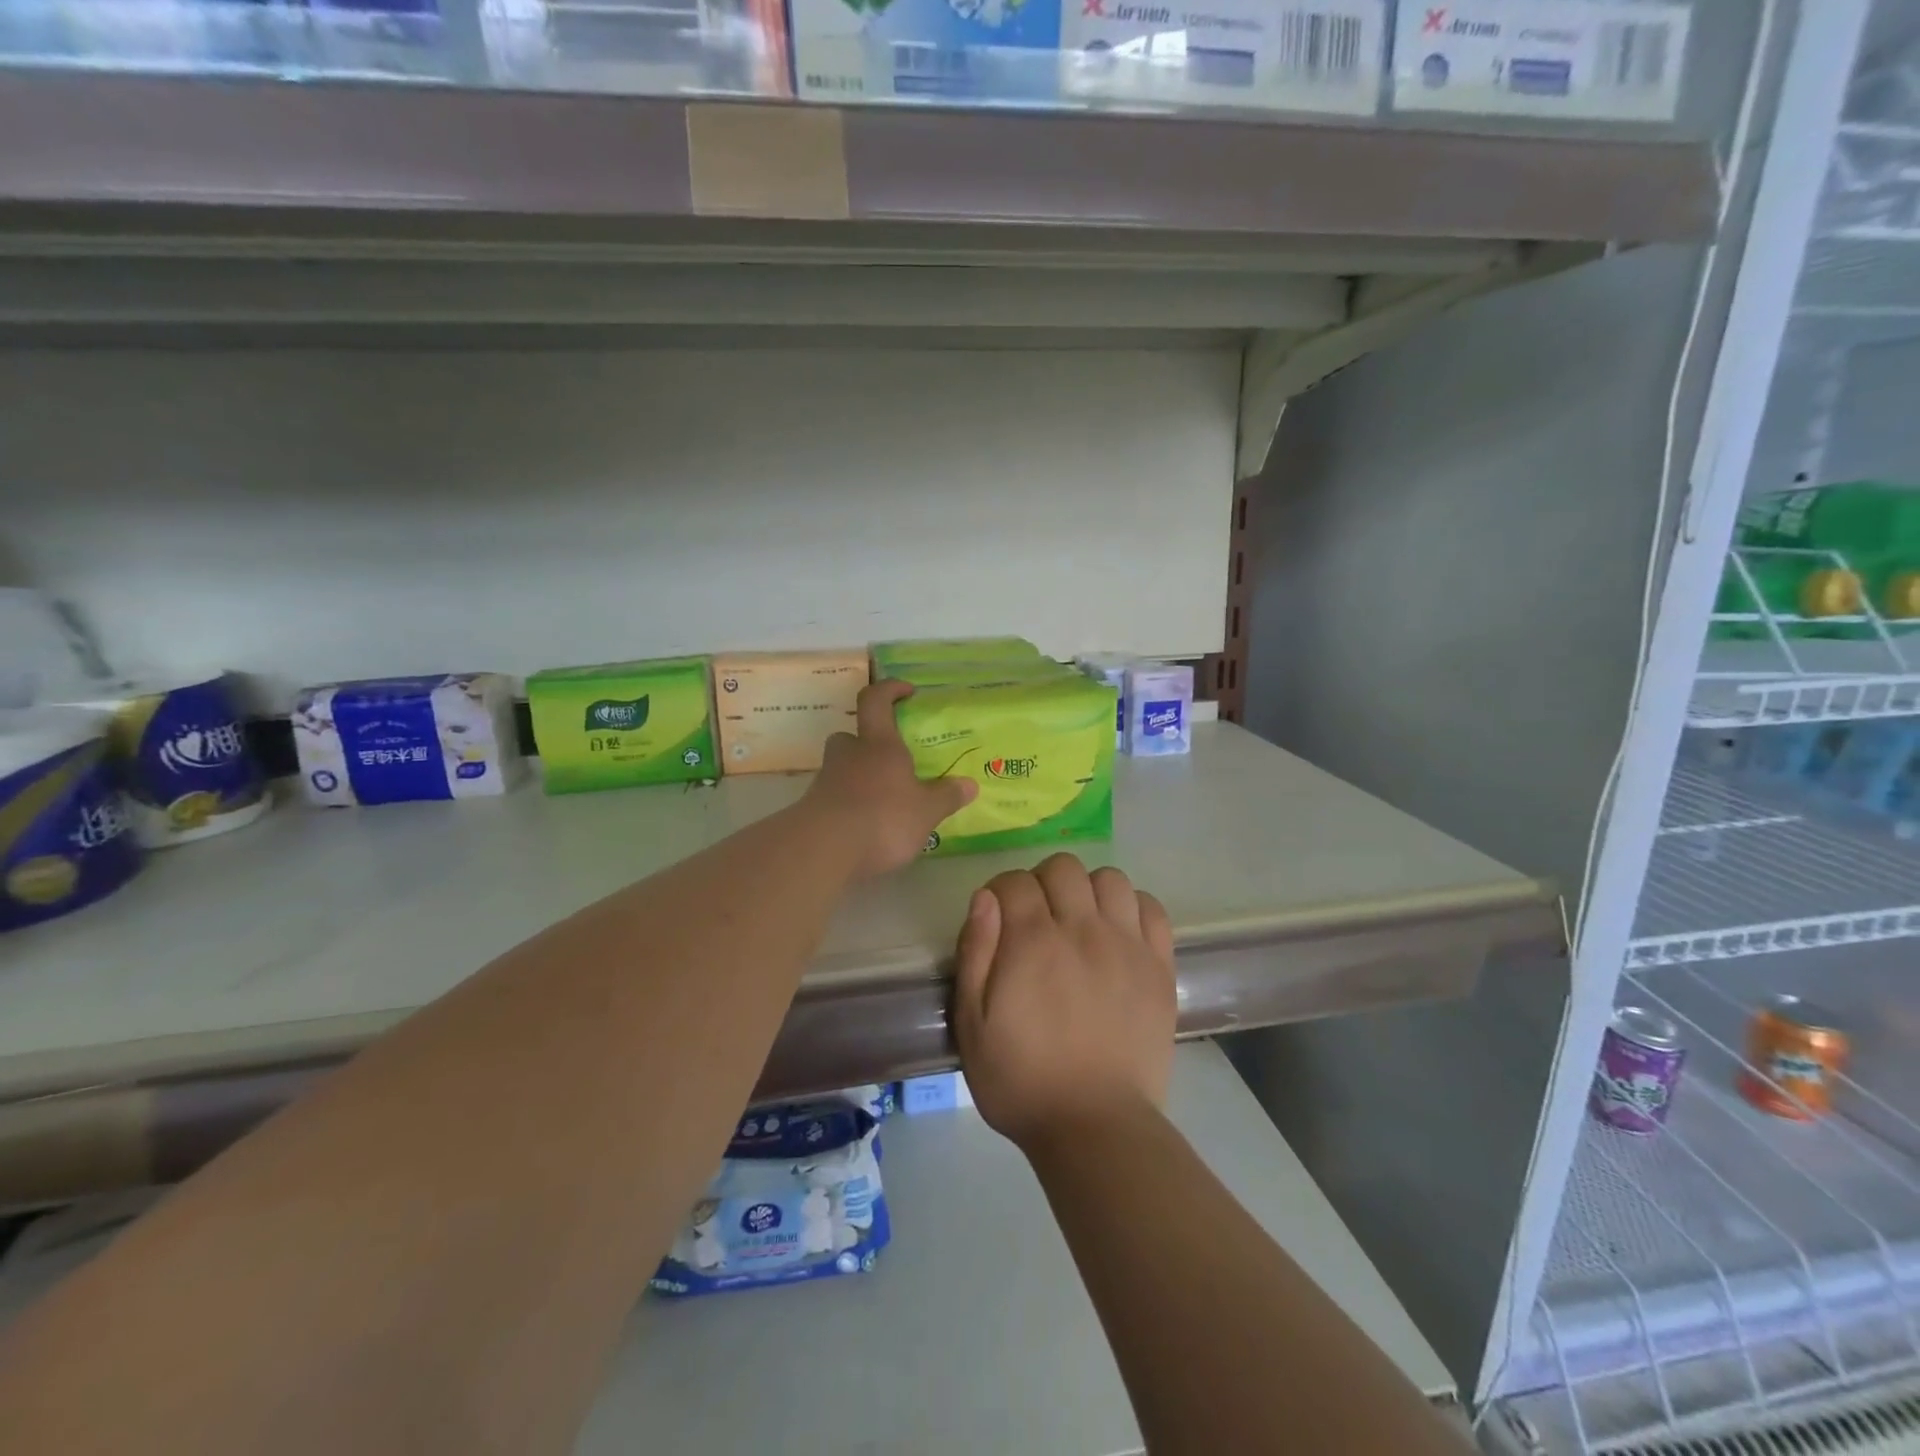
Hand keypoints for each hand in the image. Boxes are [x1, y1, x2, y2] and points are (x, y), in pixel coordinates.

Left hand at [806, 679, 977, 878]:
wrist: (822, 851)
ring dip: (859, 777)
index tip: (907, 691)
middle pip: (852, 736)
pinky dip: (850, 805)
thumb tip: (970, 784)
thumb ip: (946, 796)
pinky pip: (835, 797)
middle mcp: (849, 755)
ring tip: (884, 800)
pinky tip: (867, 826)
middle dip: (868, 743)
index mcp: (879, 744)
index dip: (890, 689)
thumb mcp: (925, 811)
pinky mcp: (813, 810)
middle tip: (890, 760)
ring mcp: (826, 781)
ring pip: (842, 768)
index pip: (876, 700)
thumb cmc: (882, 818)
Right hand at [953, 854, 1176, 1151]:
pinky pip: (1151, 908)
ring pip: (1110, 879)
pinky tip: (1118, 932)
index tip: (999, 917)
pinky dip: (1132, 908)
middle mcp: (1082, 929)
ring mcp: (1127, 945)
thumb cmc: (1022, 1079)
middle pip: (1063, 868)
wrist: (1095, 1126)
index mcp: (1032, 941)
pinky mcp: (1159, 966)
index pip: (1016, 881)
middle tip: (1038, 918)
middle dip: (1042, 882)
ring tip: (1080, 921)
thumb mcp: (972, 1024)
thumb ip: (975, 953)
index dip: (1002, 891)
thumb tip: (985, 897)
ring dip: (1088, 890)